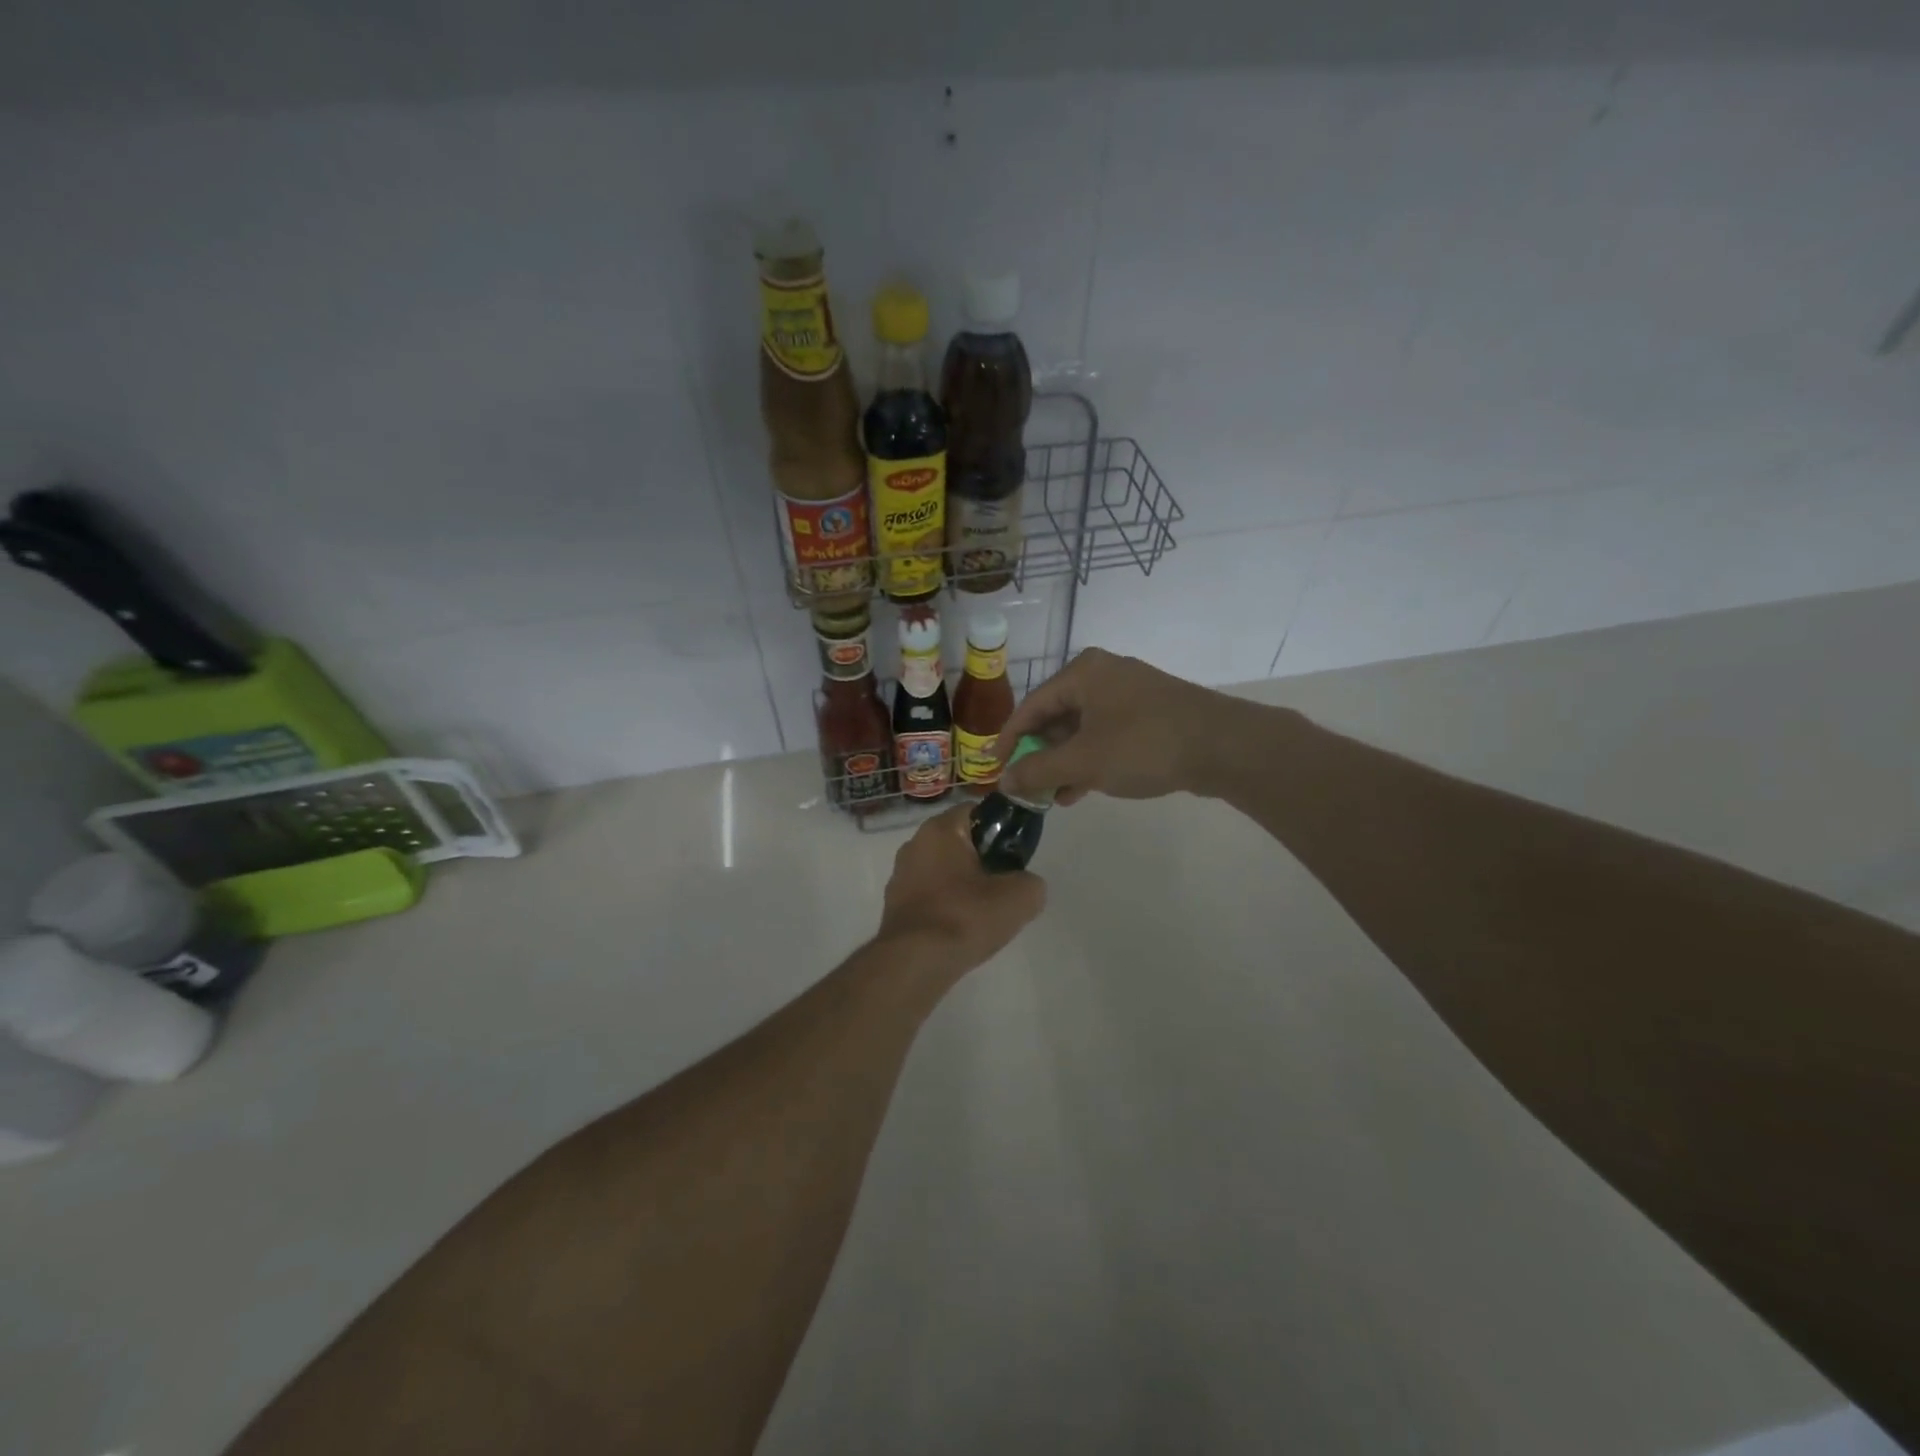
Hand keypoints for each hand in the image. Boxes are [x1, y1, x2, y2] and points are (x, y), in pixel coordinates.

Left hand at [875, 804, 1045, 975]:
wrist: (915, 963)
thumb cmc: (965, 916)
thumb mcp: (1020, 897)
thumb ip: (1031, 882)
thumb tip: (1025, 885)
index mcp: (939, 829)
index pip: (976, 811)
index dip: (1001, 828)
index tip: (1015, 854)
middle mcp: (914, 844)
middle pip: (959, 842)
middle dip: (983, 859)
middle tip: (1004, 885)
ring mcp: (900, 875)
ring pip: (943, 870)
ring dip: (964, 885)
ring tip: (984, 913)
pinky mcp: (894, 905)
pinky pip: (930, 895)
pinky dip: (946, 906)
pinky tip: (960, 929)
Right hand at [996, 647, 1234, 806]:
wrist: (1224, 746)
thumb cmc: (1144, 745)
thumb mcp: (1083, 761)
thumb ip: (1038, 770)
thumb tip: (1003, 781)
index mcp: (1082, 673)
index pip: (1030, 706)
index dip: (1009, 740)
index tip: (996, 770)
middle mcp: (1103, 675)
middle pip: (1056, 716)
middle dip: (1040, 755)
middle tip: (1027, 786)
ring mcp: (1130, 693)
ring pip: (1082, 729)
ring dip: (1065, 763)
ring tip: (1054, 796)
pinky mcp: (1150, 713)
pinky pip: (1107, 734)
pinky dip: (1091, 759)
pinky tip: (1082, 789)